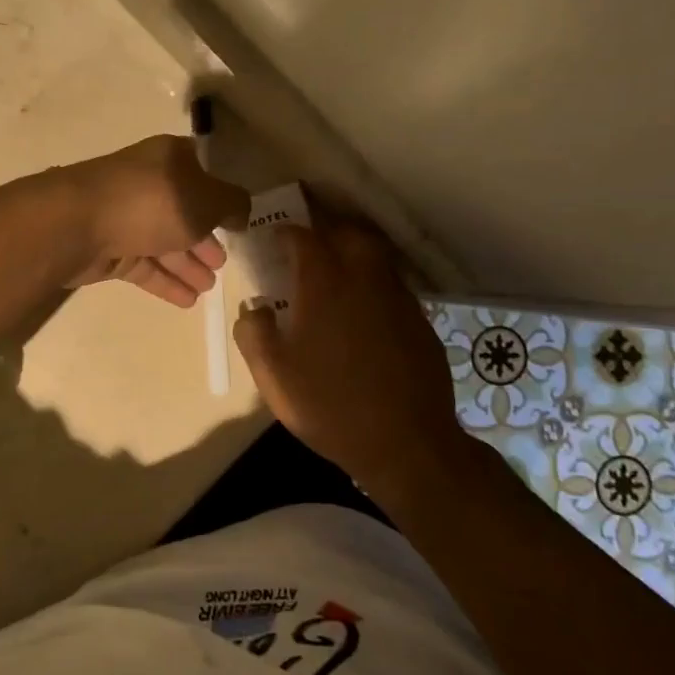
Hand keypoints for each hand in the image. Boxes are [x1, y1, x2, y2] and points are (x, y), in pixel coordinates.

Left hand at [64, 135, 250, 307]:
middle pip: (183, 211)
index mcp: (170, 159)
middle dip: (205, 237)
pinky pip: (145, 265)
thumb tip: (240, 211)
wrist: (78, 224)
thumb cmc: (151, 202)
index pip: (202, 172)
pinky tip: (189, 301)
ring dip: (188, 264)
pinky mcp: (110, 249)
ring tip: (210, 287)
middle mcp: (148, 184)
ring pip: (164, 241)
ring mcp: (126, 217)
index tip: (237, 221)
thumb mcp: (206, 198)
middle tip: (223, 263)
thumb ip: (232, 204)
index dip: (221, 195)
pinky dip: (167, 281)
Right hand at [233, 217, 463, 486]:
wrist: (406, 444)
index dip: (286, 233)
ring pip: (376, 256)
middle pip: (349, 233)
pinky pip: (393, 286)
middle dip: (326, 230)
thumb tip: (255, 308)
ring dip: (354, 254)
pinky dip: (375, 284)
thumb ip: (253, 333)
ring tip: (336, 274)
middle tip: (309, 246)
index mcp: (324, 284)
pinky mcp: (420, 322)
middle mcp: (365, 279)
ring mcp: (399, 299)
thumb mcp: (273, 376)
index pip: (303, 237)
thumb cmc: (330, 406)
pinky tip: (364, 312)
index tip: (274, 240)